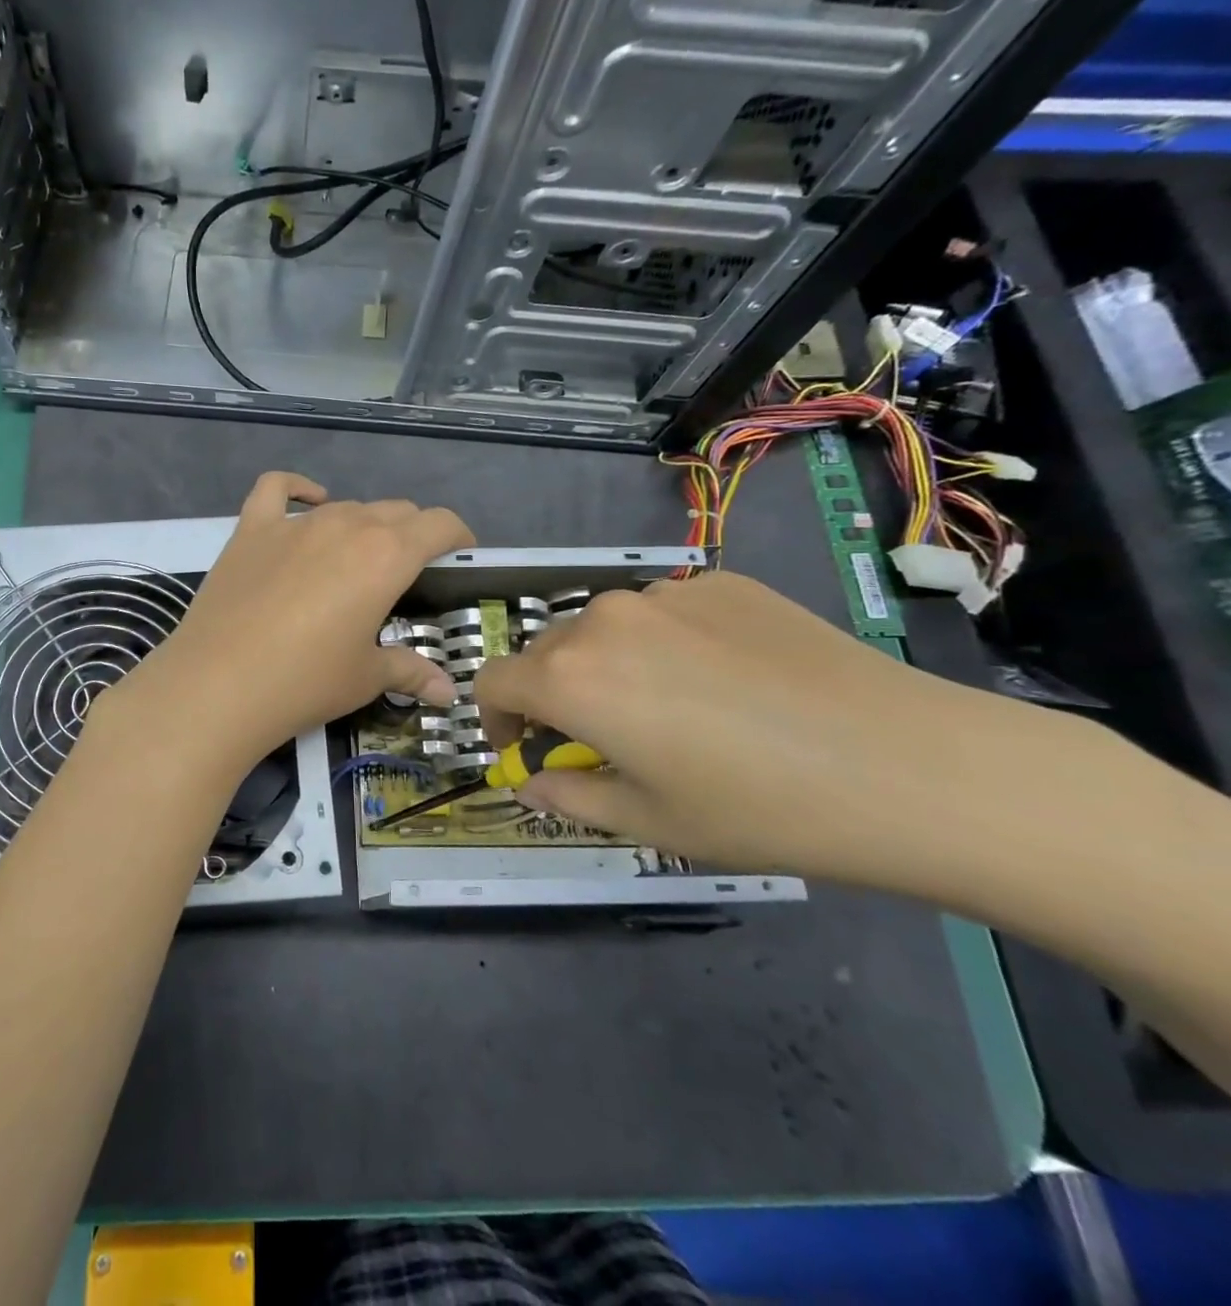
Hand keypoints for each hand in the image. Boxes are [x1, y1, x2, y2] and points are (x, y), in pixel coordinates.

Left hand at [104, 473, 475, 765]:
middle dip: (412, 533)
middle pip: (394, 511)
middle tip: (407, 569)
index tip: (459, 552)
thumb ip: (410, 671)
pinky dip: (297, 489)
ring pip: (345, 506)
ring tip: (358, 558)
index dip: (456, 535)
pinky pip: (276, 489)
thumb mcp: (365, 677)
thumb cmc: (305, 682)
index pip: (438, 524)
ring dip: (363, 524)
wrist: (219, 684)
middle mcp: (345, 525)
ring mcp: (294, 523)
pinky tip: (307, 502)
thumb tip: (448, 692)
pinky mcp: (251, 529)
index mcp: (386, 555)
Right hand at [473, 571, 1075, 884]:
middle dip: (555, 695)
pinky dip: (668, 644)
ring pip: (606, 629)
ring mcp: (667, 592)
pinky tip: (729, 682)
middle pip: (547, 652)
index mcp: (570, 678)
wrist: (912, 767)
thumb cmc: (760, 810)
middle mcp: (603, 619)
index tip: (528, 749)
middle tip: (605, 740)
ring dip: (610, 666)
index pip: (492, 682)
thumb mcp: (649, 822)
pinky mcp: (723, 582)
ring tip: (674, 710)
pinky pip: (666, 612)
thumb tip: (532, 780)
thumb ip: (569, 795)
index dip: (496, 720)